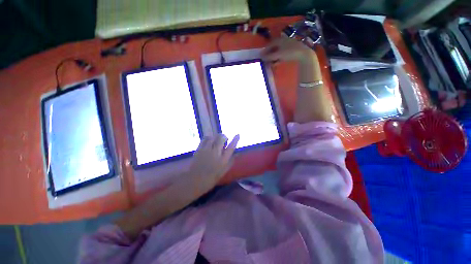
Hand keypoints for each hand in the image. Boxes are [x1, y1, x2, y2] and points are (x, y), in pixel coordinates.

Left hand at [189, 134, 239, 185]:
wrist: (195, 181)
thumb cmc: (211, 178)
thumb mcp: (223, 172)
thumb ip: (230, 162)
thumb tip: (235, 154)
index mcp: (223, 160)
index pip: (231, 147)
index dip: (235, 140)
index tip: (237, 135)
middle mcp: (216, 152)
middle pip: (221, 138)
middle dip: (224, 137)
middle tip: (224, 139)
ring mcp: (207, 150)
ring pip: (213, 137)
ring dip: (216, 137)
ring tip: (216, 140)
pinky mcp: (199, 149)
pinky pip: (205, 139)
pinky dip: (208, 138)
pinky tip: (209, 141)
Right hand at [261, 37, 316, 64]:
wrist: (304, 54)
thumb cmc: (290, 52)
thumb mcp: (278, 55)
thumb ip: (269, 56)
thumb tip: (261, 57)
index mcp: (279, 40)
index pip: (270, 44)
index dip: (265, 50)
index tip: (261, 56)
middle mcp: (283, 41)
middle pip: (274, 48)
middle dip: (269, 54)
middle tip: (265, 60)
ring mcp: (288, 46)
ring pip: (278, 51)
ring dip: (274, 57)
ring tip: (271, 63)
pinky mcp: (292, 51)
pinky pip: (282, 54)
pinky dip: (278, 58)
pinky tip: (277, 63)